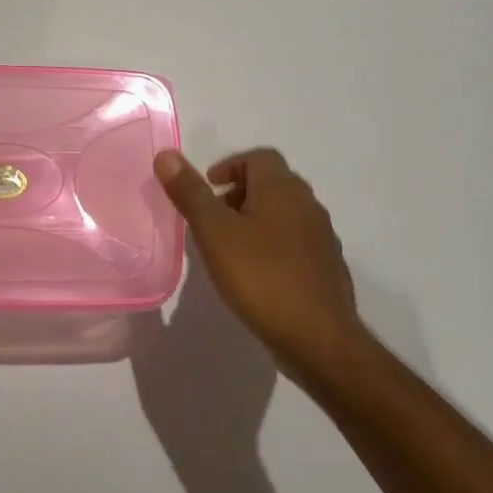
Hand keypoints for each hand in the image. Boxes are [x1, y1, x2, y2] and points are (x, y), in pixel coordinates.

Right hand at [154, 147, 367, 382]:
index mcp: (282, 189)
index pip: (259, 157)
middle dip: (239, 194)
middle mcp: (308, 205)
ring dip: (256, 220)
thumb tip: (166, 155)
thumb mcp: (214, 232)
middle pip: (272, 184)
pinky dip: (272, 245)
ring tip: (228, 248)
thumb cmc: (261, 277)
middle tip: (212, 218)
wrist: (318, 337)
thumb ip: (190, 193)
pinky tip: (255, 275)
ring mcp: (321, 237)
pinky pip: (294, 242)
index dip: (231, 166)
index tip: (208, 189)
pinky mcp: (325, 267)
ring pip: (284, 214)